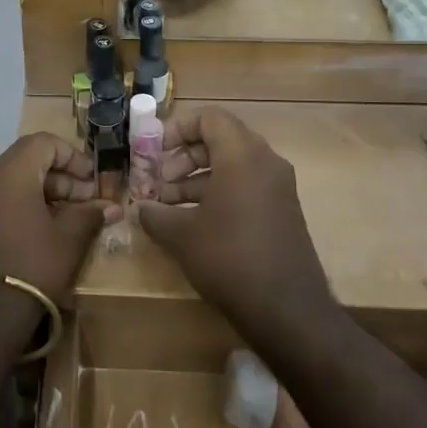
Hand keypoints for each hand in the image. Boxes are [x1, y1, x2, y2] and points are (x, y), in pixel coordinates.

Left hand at [0, 134, 112, 325]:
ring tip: (60, 224)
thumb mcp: (68, 241)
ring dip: (36, 197)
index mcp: (7, 171)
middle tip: (83, 205)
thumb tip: (110, 207)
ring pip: (5, 186)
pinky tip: (29, 239)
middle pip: (24, 164)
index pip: (43, 143)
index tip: (91, 181)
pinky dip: (12, 212)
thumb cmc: (30, 267)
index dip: (73, 156)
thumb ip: (89, 216)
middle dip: (58, 180)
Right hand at [135, 108, 336, 337]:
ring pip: (231, 165)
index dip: (177, 129)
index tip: (153, 151)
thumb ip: (154, 214)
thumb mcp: (181, 235)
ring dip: (196, 177)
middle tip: (157, 179)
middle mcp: (265, 162)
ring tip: (166, 203)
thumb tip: (139, 208)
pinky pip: (244, 186)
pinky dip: (217, 193)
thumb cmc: (228, 258)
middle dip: (183, 156)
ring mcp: (277, 187)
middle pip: (219, 139)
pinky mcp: (281, 211)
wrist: (286, 309)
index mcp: (242, 155)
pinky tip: (191, 220)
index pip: (209, 118)